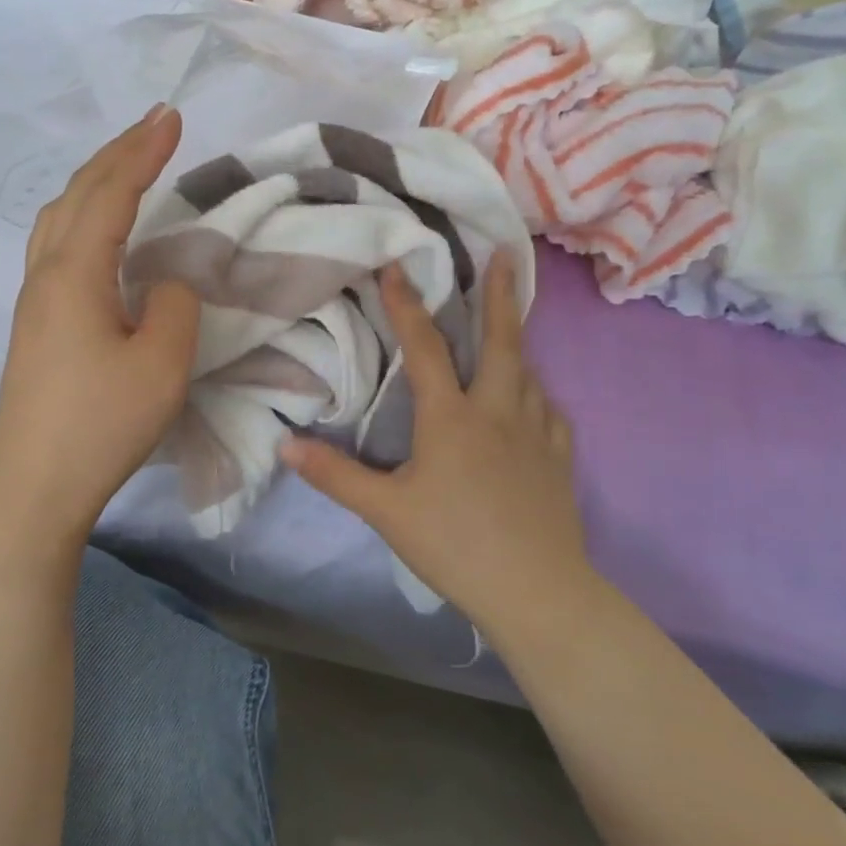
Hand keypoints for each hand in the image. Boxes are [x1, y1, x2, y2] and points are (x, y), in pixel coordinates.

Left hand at [0, 105, 200, 540]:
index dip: (144, 151)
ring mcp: (33, 297)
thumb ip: (174, 305)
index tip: (173, 116)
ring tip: (128, 161)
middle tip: (157, 121)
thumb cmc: (101, 423)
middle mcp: (45, 273)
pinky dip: (84, 211)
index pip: (112, 193)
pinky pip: (56, 241)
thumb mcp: (161, 364)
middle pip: (79, 193)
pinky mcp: (34, 321)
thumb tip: (165, 283)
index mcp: (74, 273)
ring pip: (59, 215)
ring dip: (96, 179)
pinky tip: (97, 226)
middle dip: (119, 151)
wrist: (34, 484)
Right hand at [280, 254, 598, 646]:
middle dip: (499, 295)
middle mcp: (498, 412)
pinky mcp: (559, 460)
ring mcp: (536, 434)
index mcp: (452, 417)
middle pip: (502, 342)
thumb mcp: (386, 511)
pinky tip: (534, 401)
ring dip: (516, 344)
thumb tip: (285, 444)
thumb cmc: (455, 544)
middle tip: (504, 254)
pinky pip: (550, 412)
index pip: (426, 348)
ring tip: (507, 328)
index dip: (407, 304)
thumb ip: (336, 475)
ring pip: (528, 373)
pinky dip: (537, 395)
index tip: (398, 265)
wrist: (537, 591)